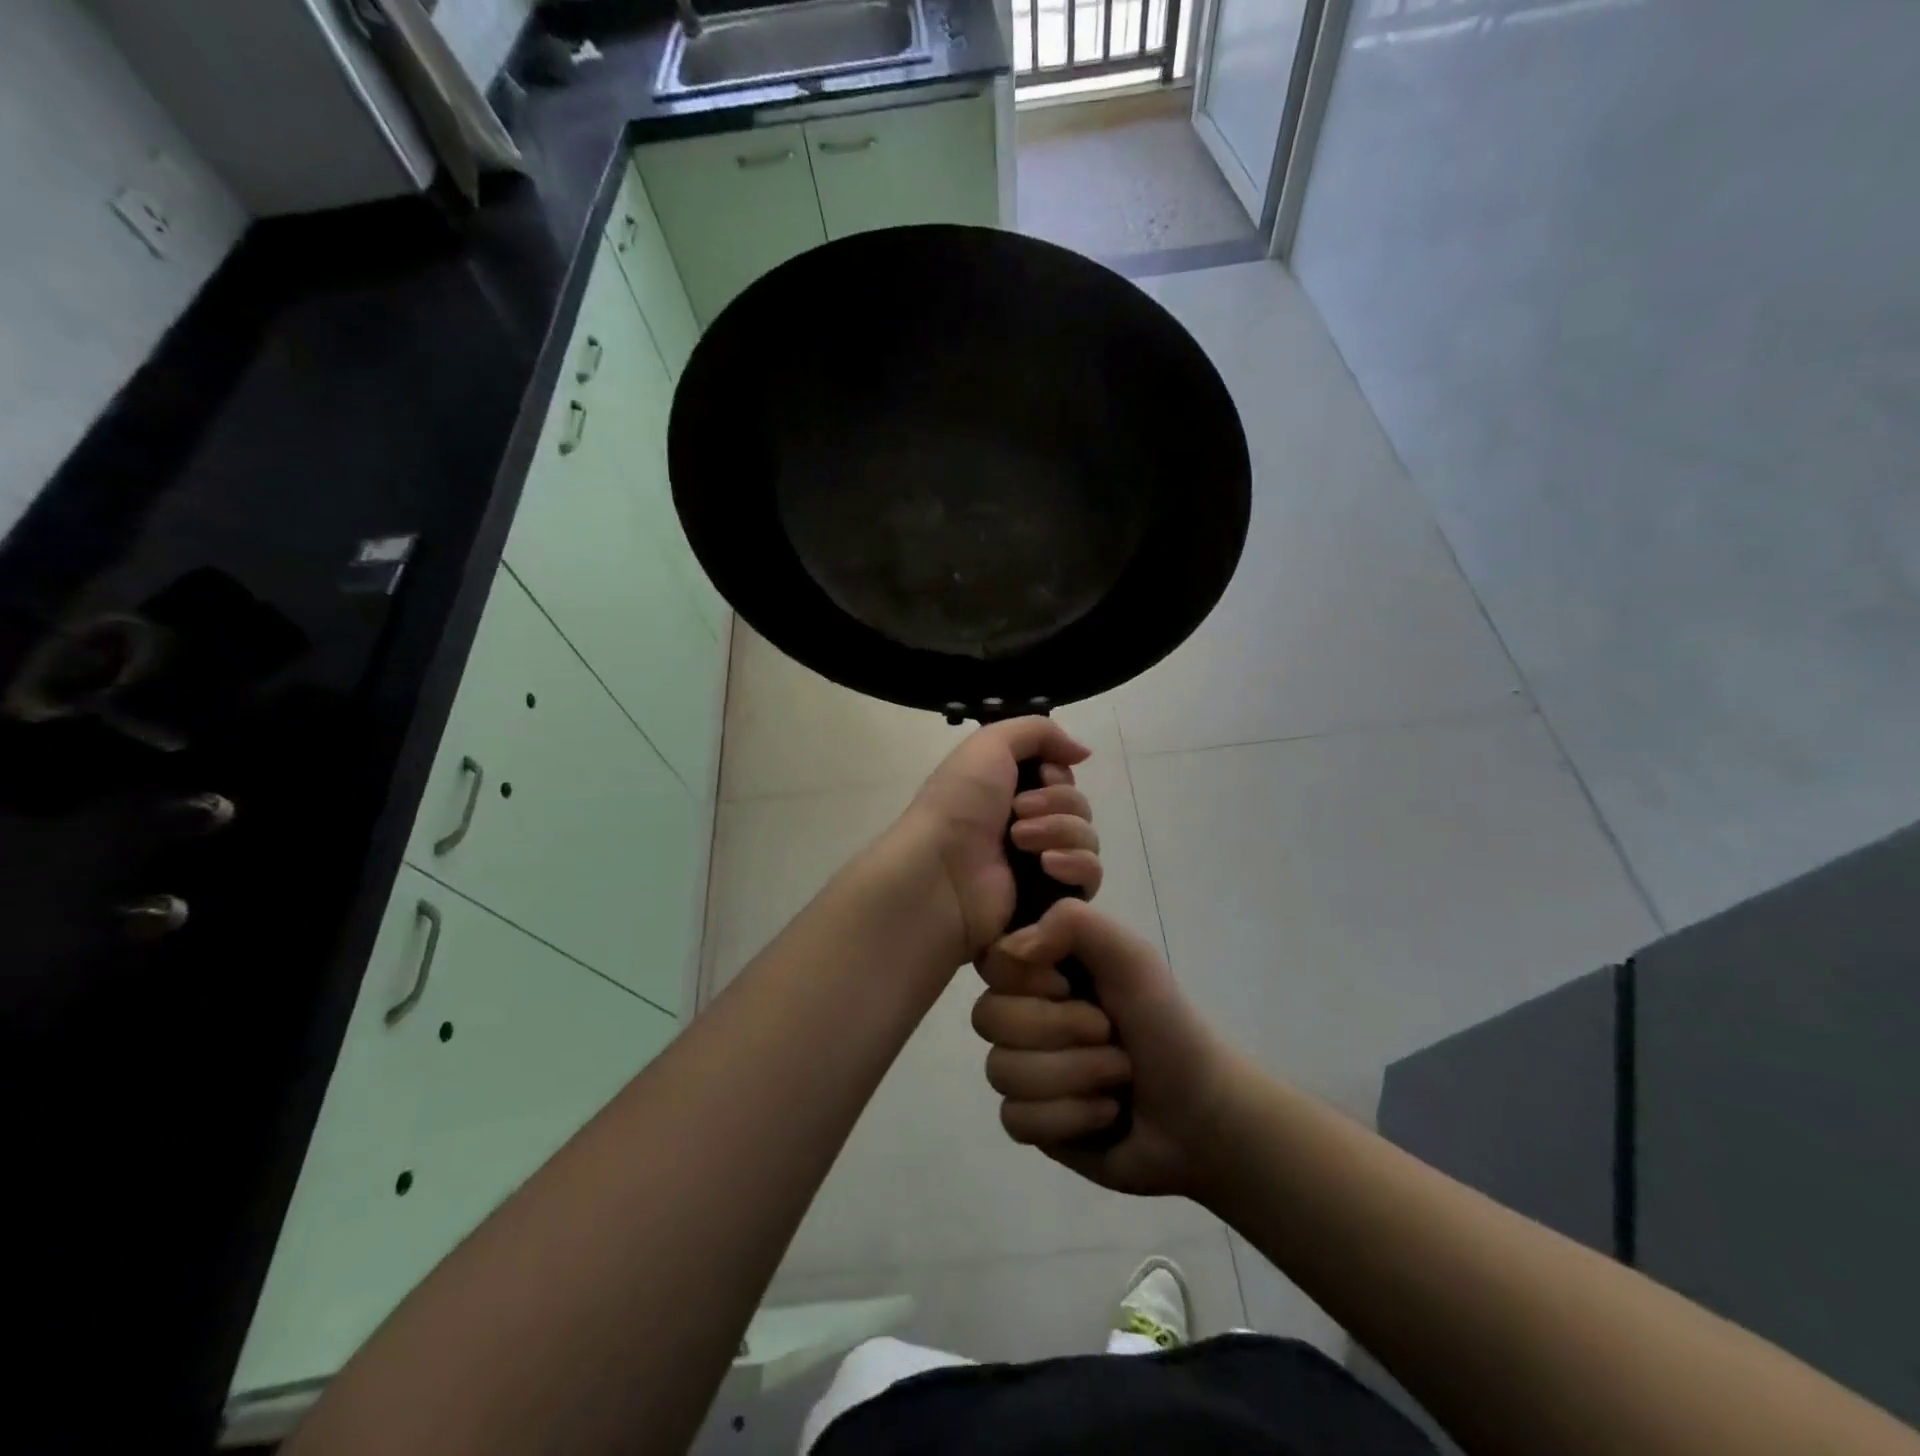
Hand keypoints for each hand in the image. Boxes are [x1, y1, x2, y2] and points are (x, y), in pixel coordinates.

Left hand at [898, 717, 1101, 966]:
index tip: (1041, 776)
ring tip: (1020, 842)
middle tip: (1018, 812)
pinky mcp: (1051, 899)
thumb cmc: (959, 803)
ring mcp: (1040, 864)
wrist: (941, 871)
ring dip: (1060, 831)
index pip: (1062, 778)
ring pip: (1087, 838)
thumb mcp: (990, 744)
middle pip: (1078, 805)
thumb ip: (1039, 731)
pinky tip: (1047, 866)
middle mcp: (1027, 824)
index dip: (1058, 774)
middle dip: (1056, 803)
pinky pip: (1090, 876)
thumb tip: (1082, 752)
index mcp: (1010, 790)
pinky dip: (1075, 865)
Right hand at [972, 899, 1238, 1199]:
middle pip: (988, 1018)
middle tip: (1109, 1035)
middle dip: (1061, 1032)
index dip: (1027, 979)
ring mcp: (1024, 1068)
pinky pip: (1015, 1119)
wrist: (1204, 1115)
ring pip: (1000, 1071)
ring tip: (1116, 1077)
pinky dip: (1069, 1117)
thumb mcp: (1132, 957)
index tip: (1069, 986)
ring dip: (1072, 1076)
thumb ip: (1074, 924)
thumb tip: (1011, 948)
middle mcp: (1025, 1012)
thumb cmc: (1168, 1025)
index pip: (992, 961)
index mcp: (1044, 968)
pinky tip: (1103, 1112)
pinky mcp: (1031, 1121)